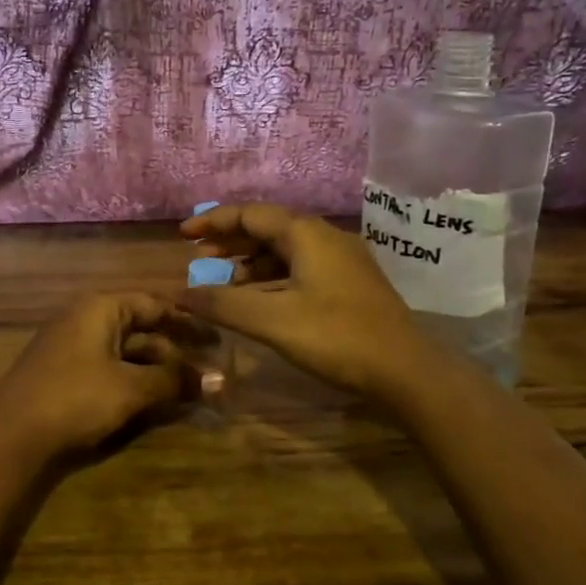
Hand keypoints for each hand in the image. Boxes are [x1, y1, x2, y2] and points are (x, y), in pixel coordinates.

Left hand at [0, 292, 215, 460]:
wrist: (9, 437)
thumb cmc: (76, 398)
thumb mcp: (131, 388)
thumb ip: (175, 381)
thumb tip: (220, 380)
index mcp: (101, 308)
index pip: (154, 304)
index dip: (187, 321)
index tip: (216, 338)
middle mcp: (86, 320)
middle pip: (140, 328)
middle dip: (174, 349)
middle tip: (209, 367)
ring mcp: (72, 349)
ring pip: (126, 352)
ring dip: (157, 369)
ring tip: (189, 390)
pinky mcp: (65, 377)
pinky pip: (110, 370)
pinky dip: (135, 382)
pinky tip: (154, 402)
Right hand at [177, 203, 430, 398]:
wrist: (406, 370)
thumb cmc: (336, 337)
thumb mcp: (272, 321)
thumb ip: (223, 304)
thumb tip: (179, 294)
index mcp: (306, 234)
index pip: (250, 214)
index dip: (213, 221)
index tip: (183, 235)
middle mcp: (325, 237)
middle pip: (268, 228)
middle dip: (231, 241)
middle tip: (199, 259)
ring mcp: (342, 260)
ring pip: (286, 249)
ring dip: (252, 261)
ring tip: (225, 282)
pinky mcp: (350, 283)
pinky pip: (302, 267)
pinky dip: (274, 277)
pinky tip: (262, 299)